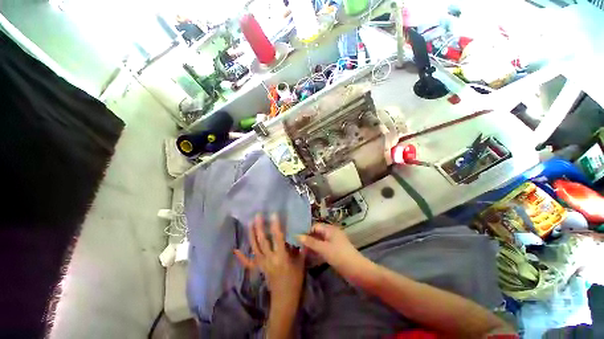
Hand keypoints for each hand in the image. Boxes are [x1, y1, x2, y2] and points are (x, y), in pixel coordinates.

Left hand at [234, 214, 305, 297]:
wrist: (284, 299)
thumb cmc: (295, 280)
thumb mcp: (301, 263)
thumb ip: (301, 248)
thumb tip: (301, 235)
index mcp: (281, 257)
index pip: (278, 238)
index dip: (275, 225)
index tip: (273, 214)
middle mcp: (269, 258)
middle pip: (262, 241)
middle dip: (259, 227)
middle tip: (257, 215)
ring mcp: (262, 264)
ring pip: (255, 247)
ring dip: (251, 234)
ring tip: (250, 223)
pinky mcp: (259, 268)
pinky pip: (248, 263)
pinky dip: (241, 256)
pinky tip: (235, 250)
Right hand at [297, 223, 367, 278]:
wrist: (357, 271)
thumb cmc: (340, 256)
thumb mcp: (323, 249)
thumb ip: (310, 242)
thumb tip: (297, 236)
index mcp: (330, 229)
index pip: (315, 226)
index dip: (306, 231)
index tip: (296, 239)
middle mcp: (332, 233)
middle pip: (317, 233)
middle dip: (308, 238)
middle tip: (298, 246)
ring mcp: (334, 242)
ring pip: (320, 241)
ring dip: (312, 245)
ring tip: (302, 251)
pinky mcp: (335, 250)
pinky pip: (323, 247)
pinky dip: (317, 250)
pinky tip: (311, 256)